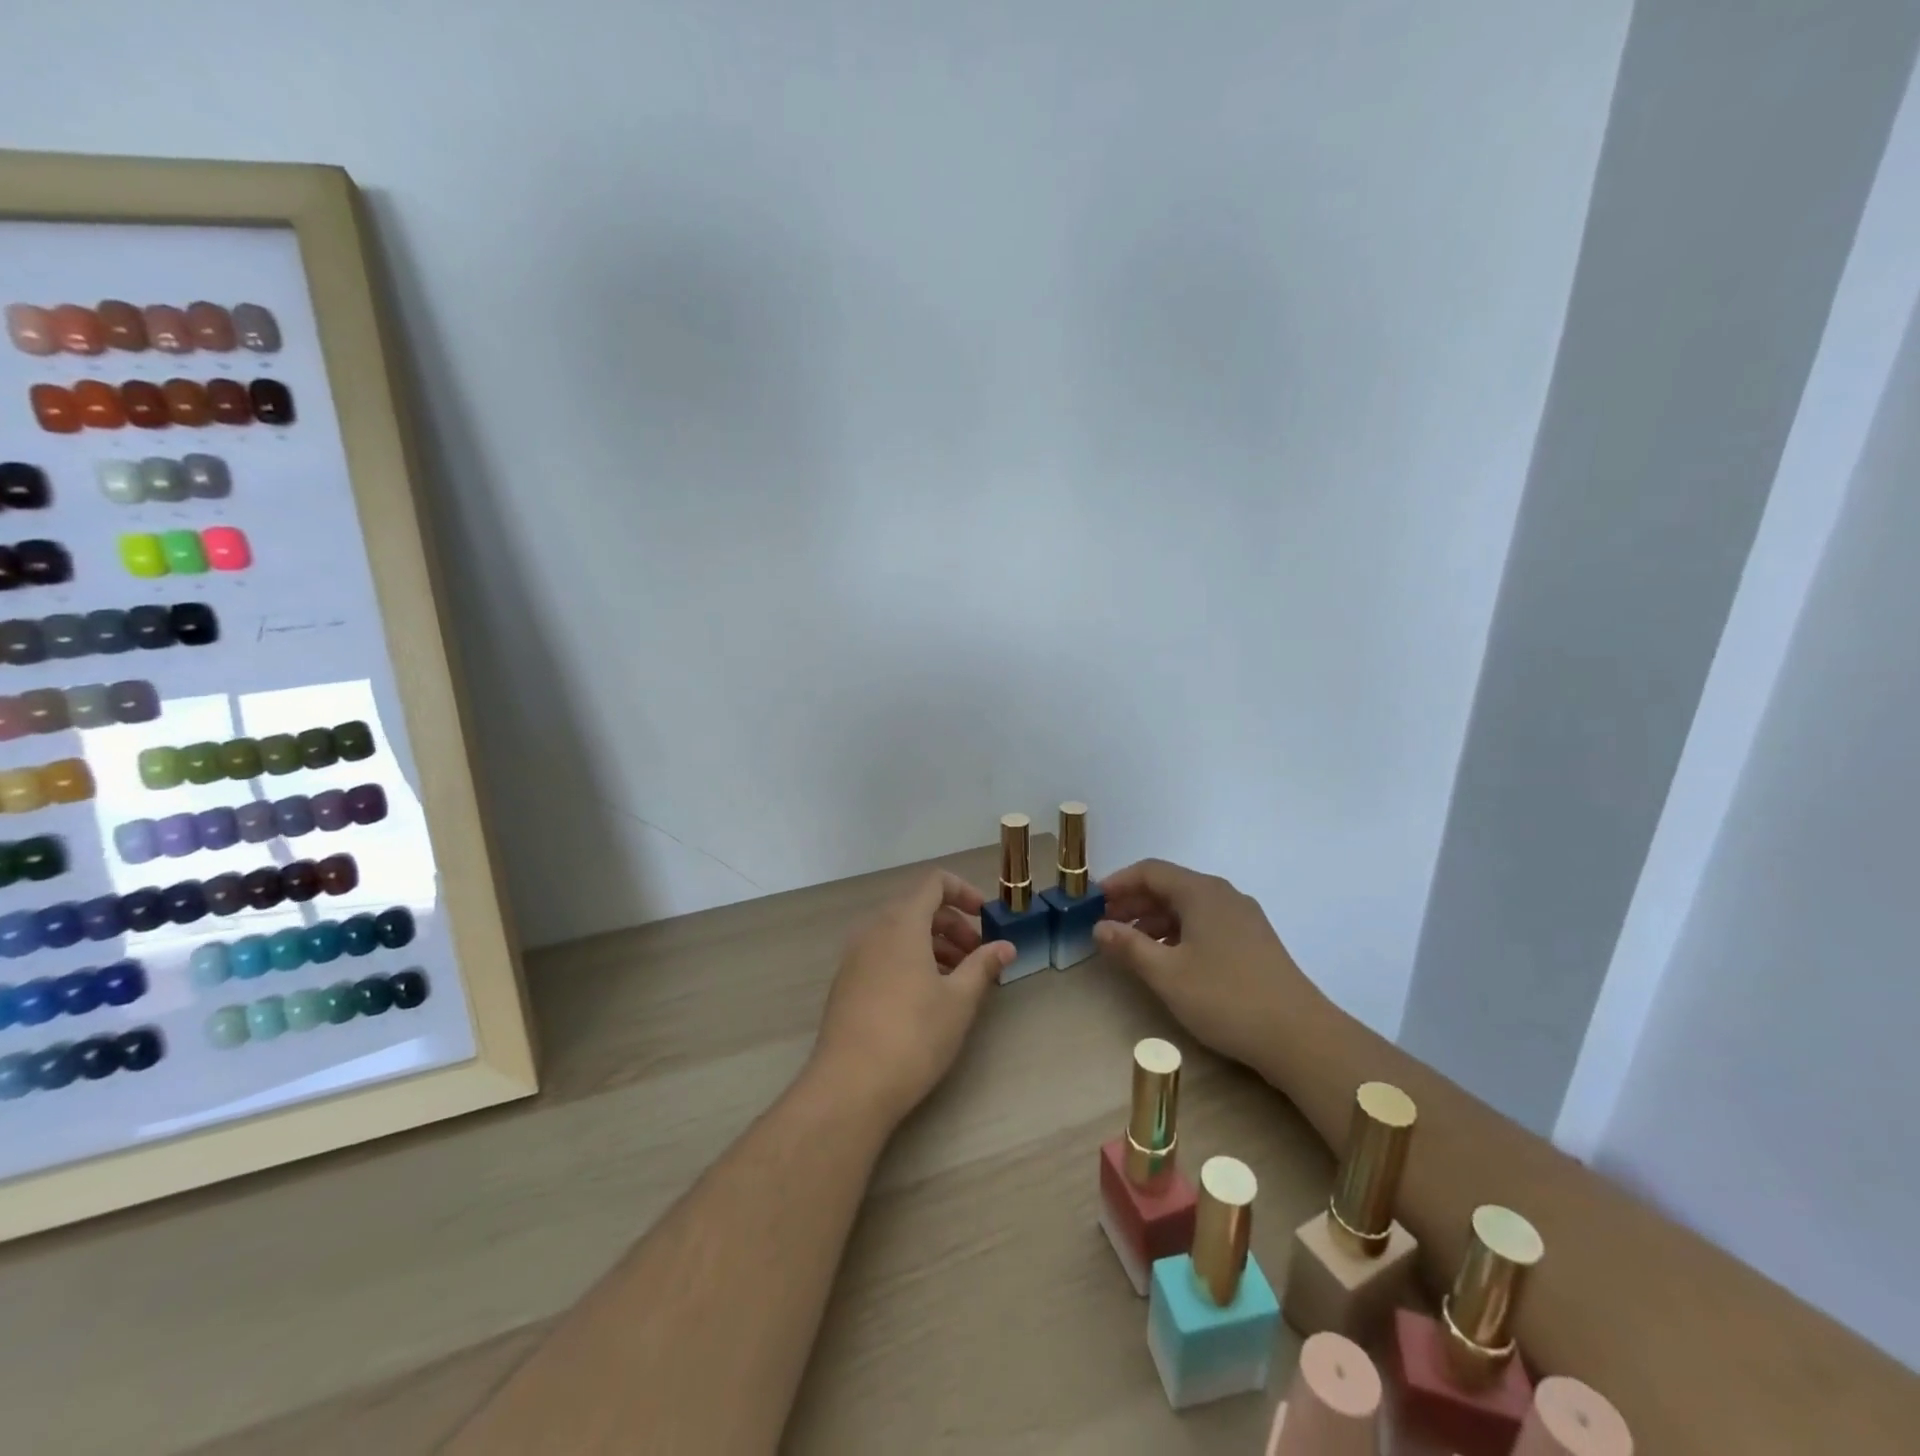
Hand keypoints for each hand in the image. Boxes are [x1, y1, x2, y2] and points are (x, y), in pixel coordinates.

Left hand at [809, 870, 1012, 1125]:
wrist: (850, 1086)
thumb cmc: (913, 1035)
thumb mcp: (959, 1000)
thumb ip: (983, 966)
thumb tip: (1006, 946)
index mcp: (902, 922)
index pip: (934, 882)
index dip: (964, 891)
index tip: (986, 917)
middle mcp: (874, 929)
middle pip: (918, 908)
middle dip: (953, 925)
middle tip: (978, 957)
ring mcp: (855, 956)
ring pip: (901, 933)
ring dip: (933, 945)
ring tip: (958, 980)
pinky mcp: (847, 982)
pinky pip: (884, 954)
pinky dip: (910, 960)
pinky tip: (927, 997)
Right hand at [1094, 858, 1309, 1072]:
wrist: (1300, 1036)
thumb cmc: (1226, 998)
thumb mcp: (1166, 974)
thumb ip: (1128, 946)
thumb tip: (1099, 927)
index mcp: (1202, 892)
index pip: (1151, 871)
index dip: (1118, 883)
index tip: (1093, 903)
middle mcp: (1224, 895)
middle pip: (1170, 886)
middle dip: (1134, 902)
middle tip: (1106, 925)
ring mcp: (1243, 918)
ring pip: (1189, 906)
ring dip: (1155, 920)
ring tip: (1131, 946)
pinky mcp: (1254, 941)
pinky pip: (1206, 923)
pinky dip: (1179, 932)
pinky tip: (1168, 960)